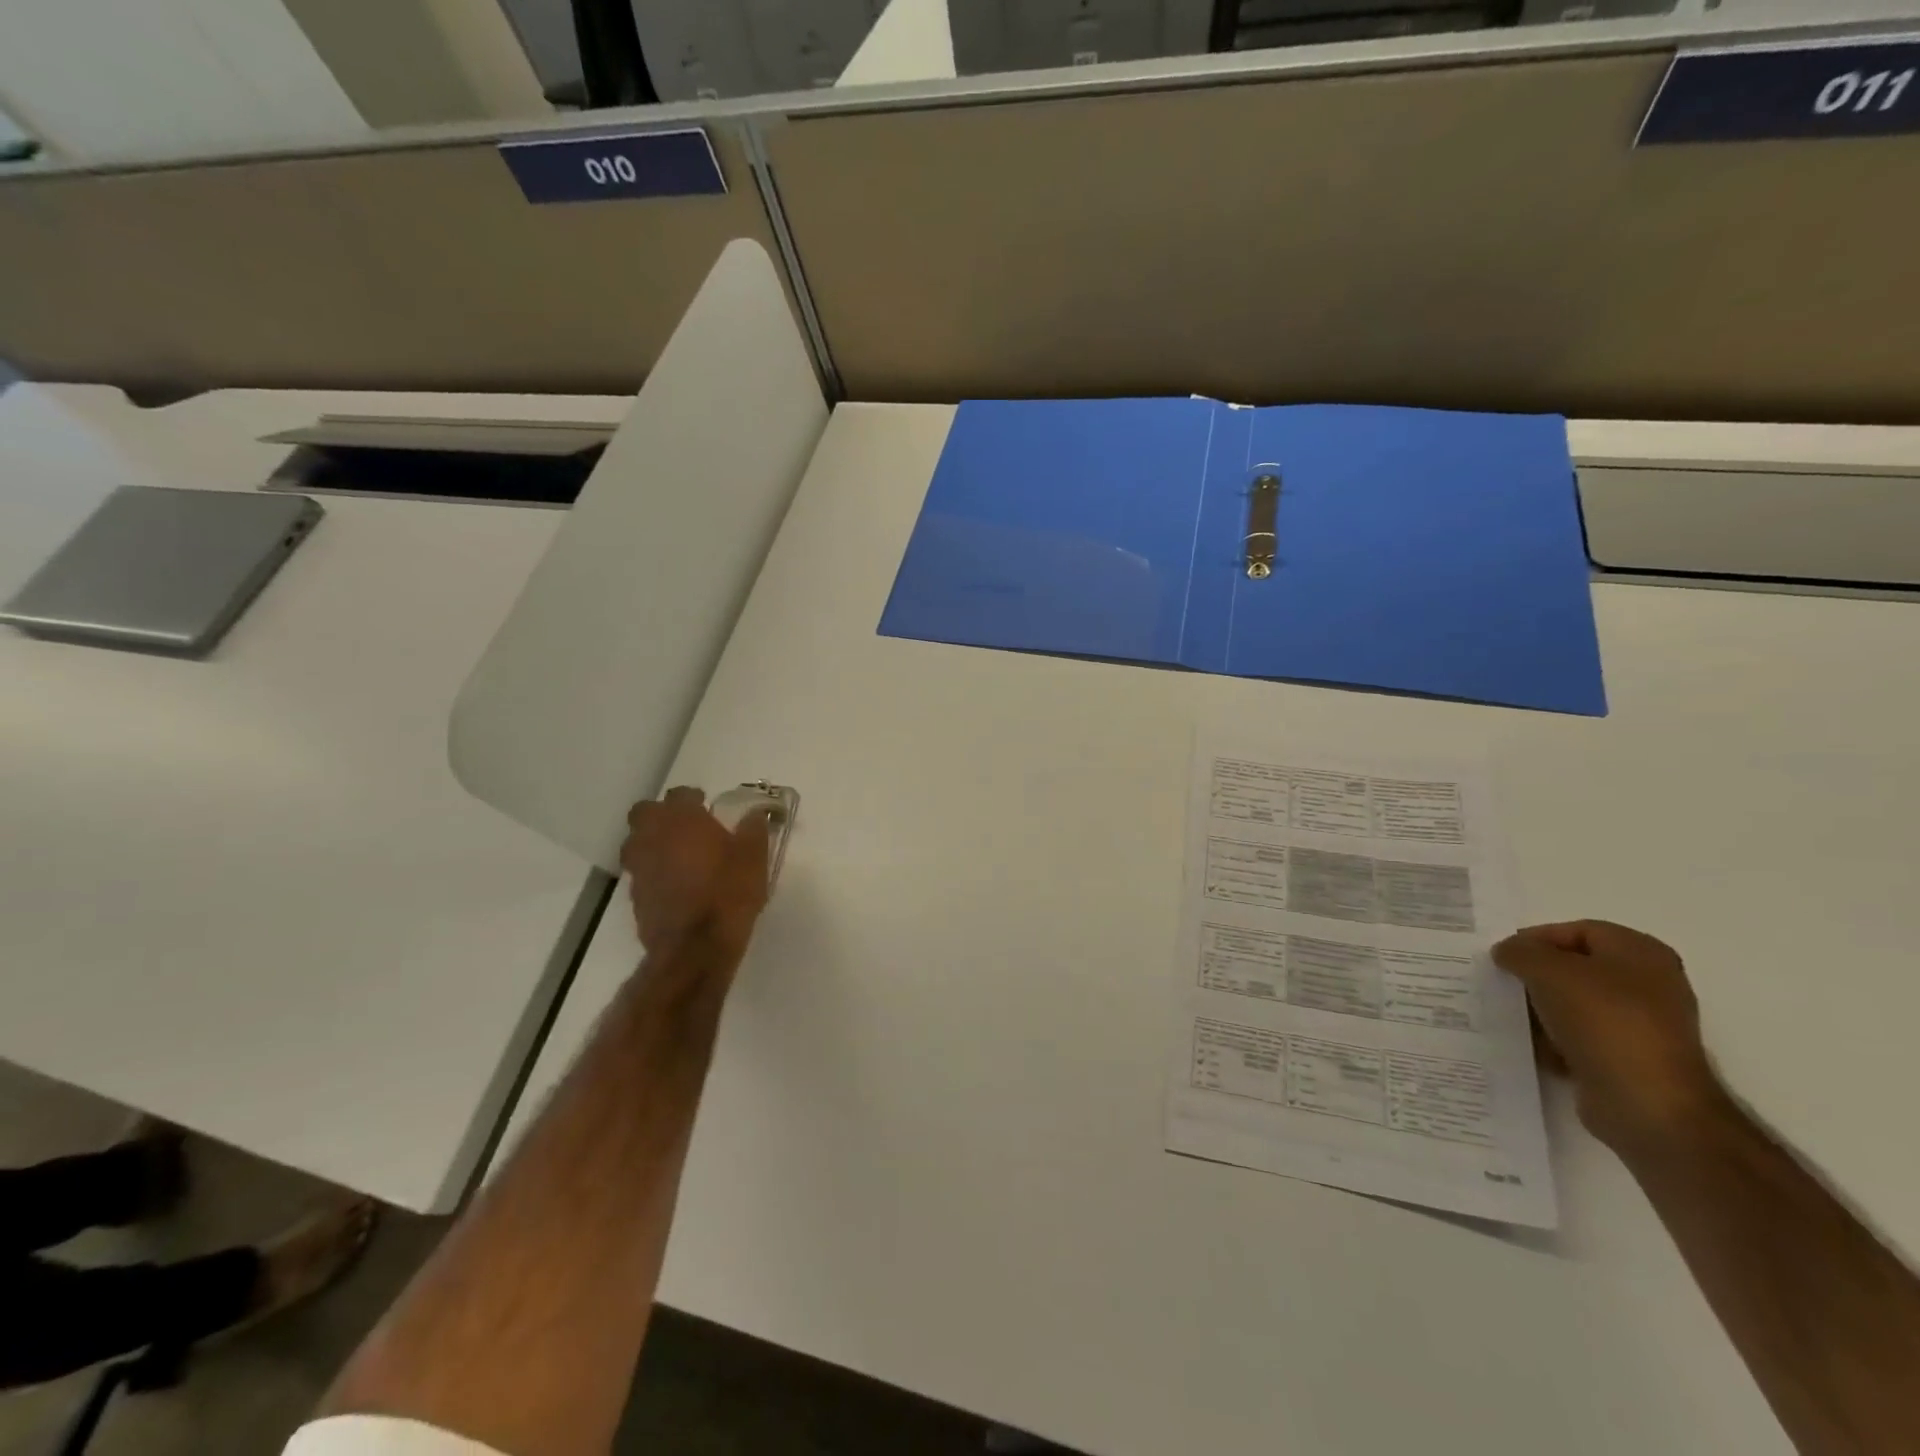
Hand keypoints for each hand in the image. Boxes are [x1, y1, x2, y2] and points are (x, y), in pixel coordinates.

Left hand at [621, 787, 770, 958]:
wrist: (696, 948)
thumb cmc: (729, 893)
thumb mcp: (754, 858)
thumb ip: (753, 831)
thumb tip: (754, 815)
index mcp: (682, 820)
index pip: (680, 794)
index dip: (693, 797)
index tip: (706, 805)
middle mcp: (653, 837)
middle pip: (645, 813)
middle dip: (661, 815)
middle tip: (685, 826)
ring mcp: (639, 868)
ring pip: (636, 843)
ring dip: (652, 842)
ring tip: (677, 855)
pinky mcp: (635, 896)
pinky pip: (641, 873)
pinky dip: (654, 871)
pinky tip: (675, 884)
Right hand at [1493, 921, 1726, 1156]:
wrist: (1649, 1105)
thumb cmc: (1604, 1022)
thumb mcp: (1548, 970)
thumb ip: (1520, 951)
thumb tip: (1508, 953)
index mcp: (1641, 953)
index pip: (1576, 930)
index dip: (1536, 939)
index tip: (1503, 957)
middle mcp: (1648, 984)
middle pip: (1574, 968)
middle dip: (1535, 975)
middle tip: (1504, 984)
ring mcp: (1641, 1025)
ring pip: (1573, 1004)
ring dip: (1540, 1009)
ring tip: (1514, 1016)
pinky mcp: (1629, 1058)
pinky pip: (1580, 1037)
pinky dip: (1555, 1040)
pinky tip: (1535, 1048)